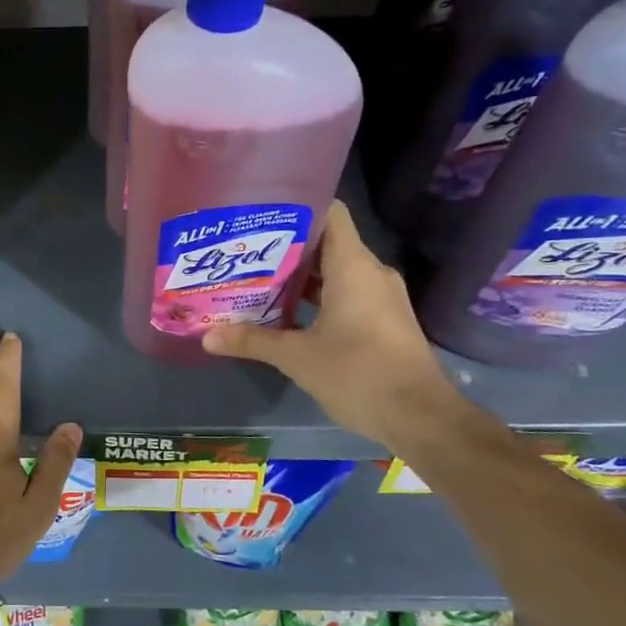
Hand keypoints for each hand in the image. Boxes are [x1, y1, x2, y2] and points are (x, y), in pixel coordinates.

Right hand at [203, 200, 462, 450]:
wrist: (419, 417)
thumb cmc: (358, 373)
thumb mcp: (297, 357)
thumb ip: (252, 341)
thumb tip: (206, 336)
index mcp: (353, 266)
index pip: (330, 213)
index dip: (296, 208)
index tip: (260, 216)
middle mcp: (370, 273)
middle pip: (326, 243)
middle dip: (286, 248)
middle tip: (244, 253)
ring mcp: (381, 297)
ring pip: (335, 272)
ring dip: (300, 277)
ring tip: (257, 281)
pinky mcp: (384, 320)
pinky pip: (346, 294)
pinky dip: (318, 298)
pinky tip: (286, 314)